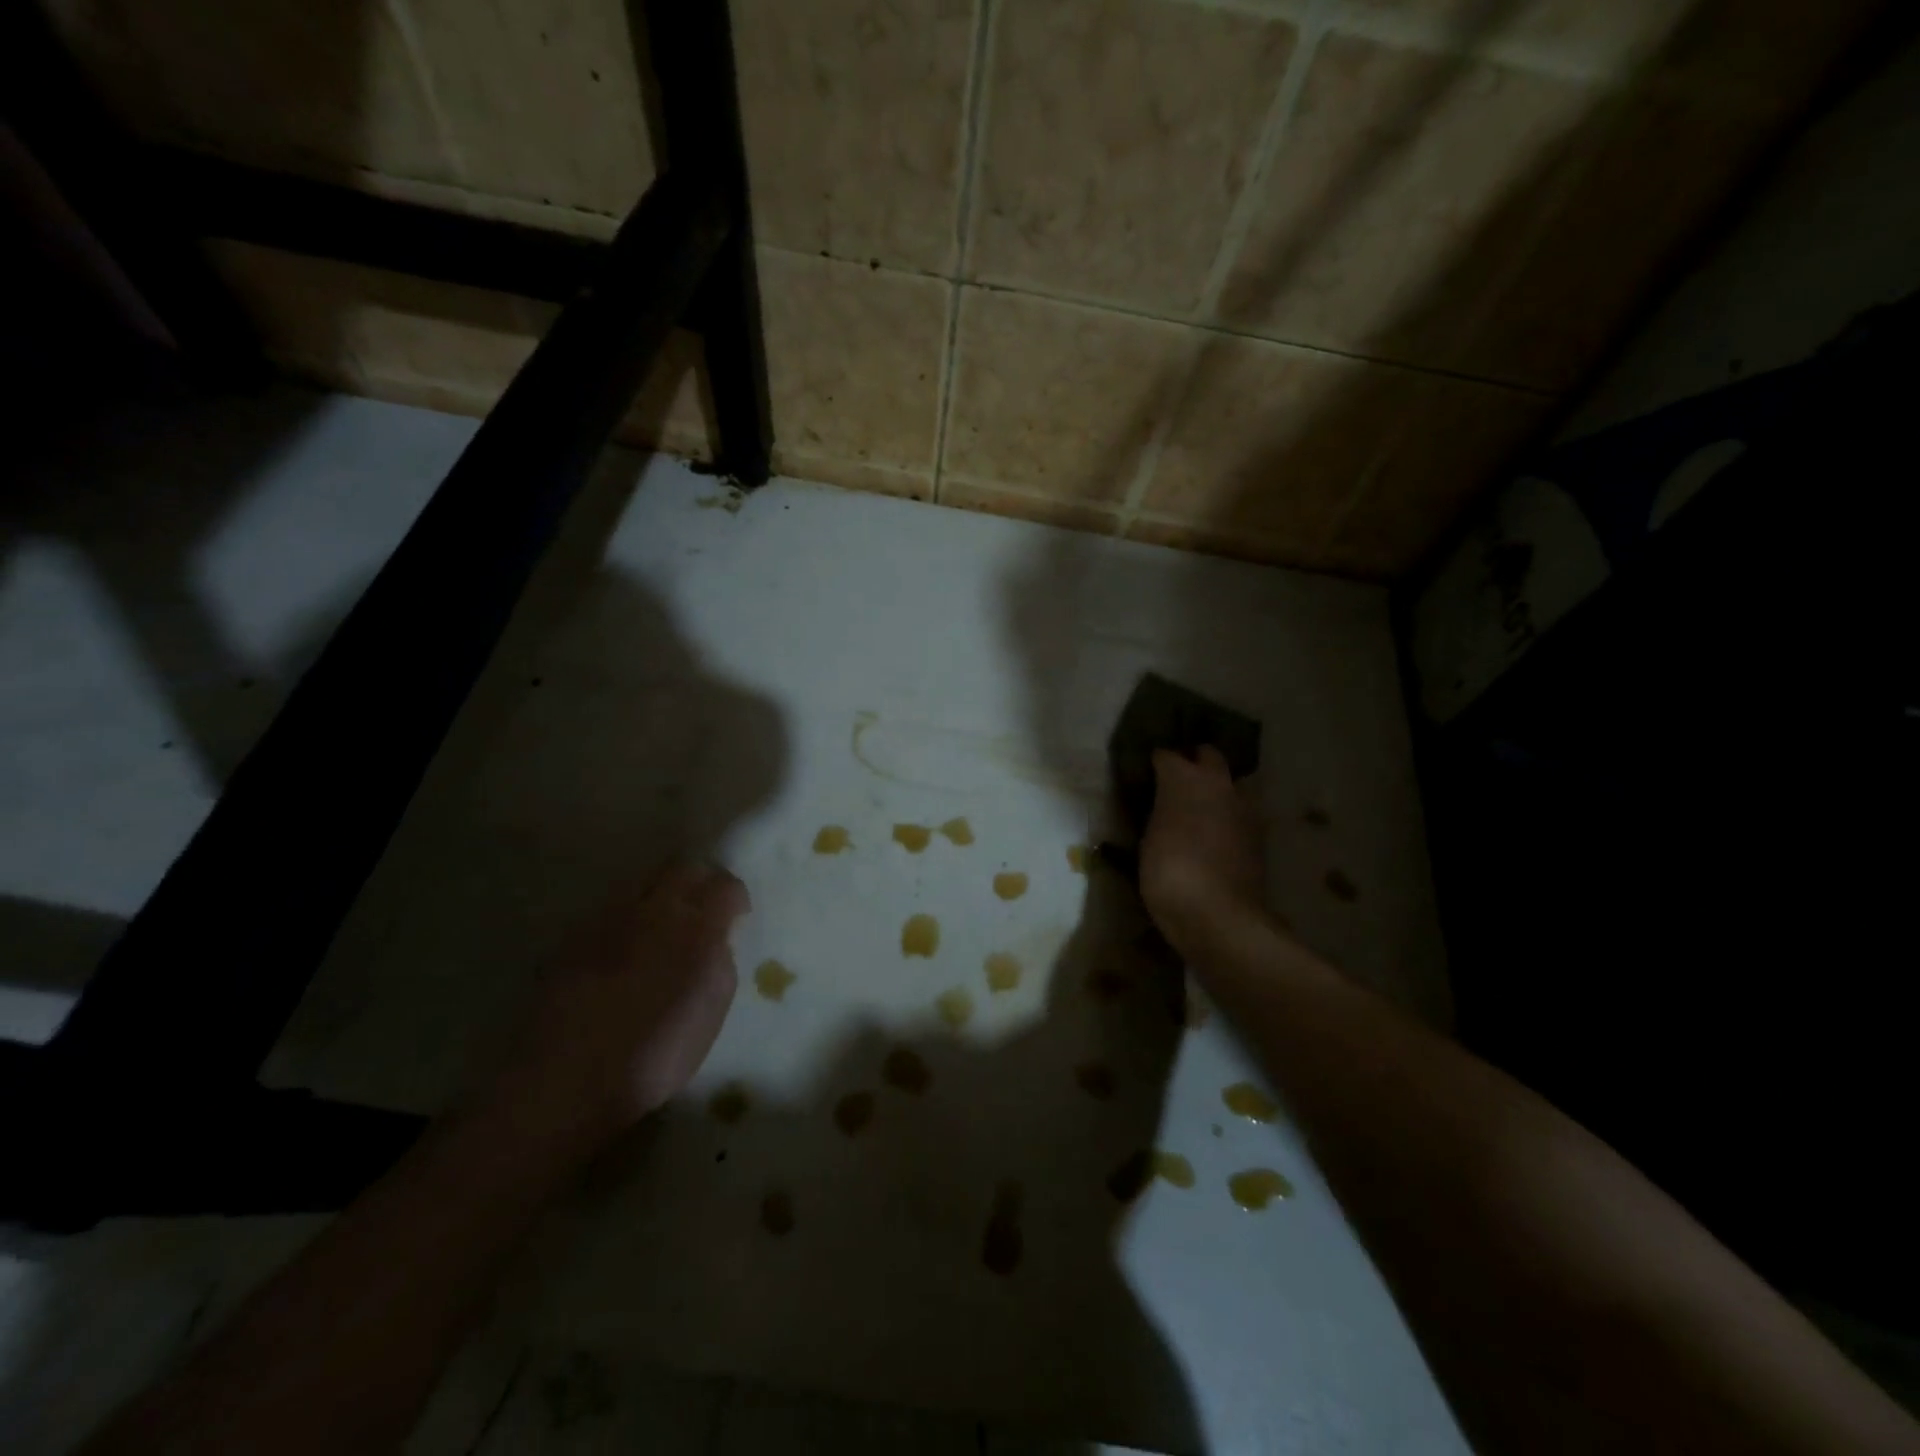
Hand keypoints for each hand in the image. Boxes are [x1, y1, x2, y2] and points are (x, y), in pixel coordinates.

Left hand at [482, 862, 748, 1150]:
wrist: (567, 1079)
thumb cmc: (655, 1053)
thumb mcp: (712, 1009)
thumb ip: (720, 960)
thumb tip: (717, 937)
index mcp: (696, 928)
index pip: (725, 885)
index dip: (735, 897)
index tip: (736, 917)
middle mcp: (653, 910)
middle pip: (682, 867)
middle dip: (698, 880)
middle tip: (702, 909)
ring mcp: (608, 919)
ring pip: (642, 880)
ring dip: (660, 894)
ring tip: (662, 926)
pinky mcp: (573, 936)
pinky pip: (610, 908)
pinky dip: (626, 917)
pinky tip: (623, 949)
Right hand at [1140, 746, 1267, 956]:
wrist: (1218, 916)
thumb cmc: (1169, 874)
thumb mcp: (1148, 841)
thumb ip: (1159, 813)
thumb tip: (1164, 806)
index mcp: (1185, 779)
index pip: (1167, 755)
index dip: (1155, 762)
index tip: (1145, 772)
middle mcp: (1219, 784)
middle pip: (1209, 756)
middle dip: (1194, 761)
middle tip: (1176, 780)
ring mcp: (1244, 808)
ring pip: (1232, 782)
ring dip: (1217, 788)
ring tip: (1199, 807)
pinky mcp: (1259, 835)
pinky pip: (1241, 812)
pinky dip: (1228, 815)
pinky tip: (1215, 833)